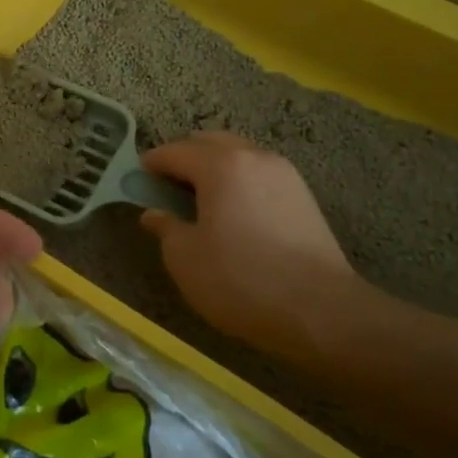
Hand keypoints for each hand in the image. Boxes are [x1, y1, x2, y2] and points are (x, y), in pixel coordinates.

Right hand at [139, 132, 383, 365]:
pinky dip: (239, 182)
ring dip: (214, 168)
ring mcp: (285, 175)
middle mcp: (254, 157)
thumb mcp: (185, 259)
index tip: (135, 180)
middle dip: (184, 158)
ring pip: (239, 156)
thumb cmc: (241, 281)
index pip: (175, 151)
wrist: (322, 313)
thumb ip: (165, 228)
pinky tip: (233, 213)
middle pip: (210, 143)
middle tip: (166, 187)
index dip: (151, 163)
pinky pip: (259, 175)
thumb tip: (155, 214)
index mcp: (221, 165)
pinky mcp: (304, 197)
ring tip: (200, 201)